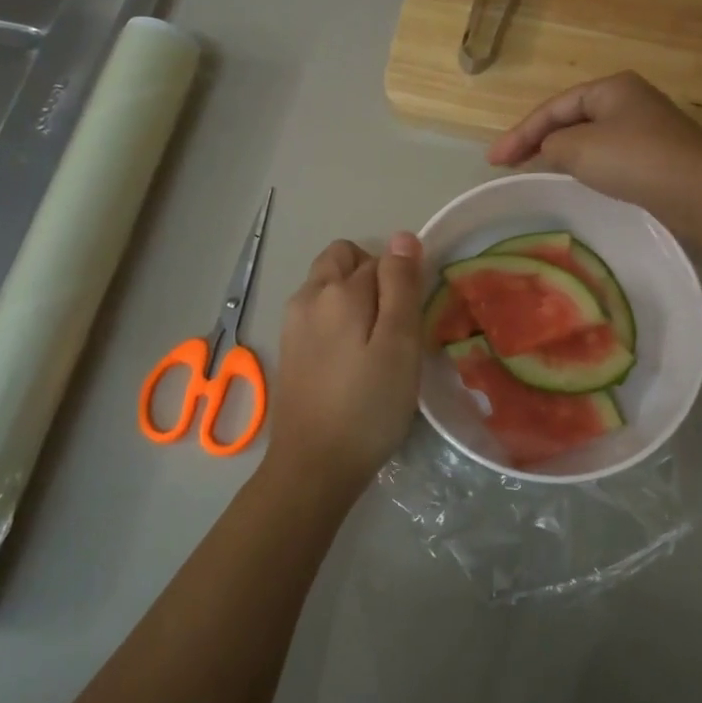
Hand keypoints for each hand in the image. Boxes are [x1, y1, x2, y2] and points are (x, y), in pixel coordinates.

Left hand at [266, 233, 424, 491]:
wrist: (314, 465)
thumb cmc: (368, 406)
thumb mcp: (399, 344)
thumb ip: (401, 286)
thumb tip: (402, 237)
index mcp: (338, 290)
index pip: (381, 259)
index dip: (403, 282)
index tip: (412, 321)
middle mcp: (308, 295)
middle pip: (345, 259)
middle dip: (372, 277)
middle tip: (393, 325)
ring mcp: (292, 322)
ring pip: (328, 285)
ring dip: (353, 298)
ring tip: (375, 344)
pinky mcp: (289, 347)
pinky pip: (317, 312)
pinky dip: (337, 320)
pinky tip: (351, 360)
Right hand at [487, 72, 701, 239]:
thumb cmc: (635, 159)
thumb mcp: (579, 148)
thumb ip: (550, 144)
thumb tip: (549, 149)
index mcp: (610, 87)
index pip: (552, 107)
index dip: (518, 133)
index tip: (492, 161)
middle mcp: (629, 101)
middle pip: (570, 118)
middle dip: (537, 140)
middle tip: (507, 165)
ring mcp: (646, 128)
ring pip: (589, 138)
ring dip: (559, 153)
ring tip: (533, 170)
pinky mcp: (657, 157)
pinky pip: (608, 156)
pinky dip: (584, 165)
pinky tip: (575, 179)